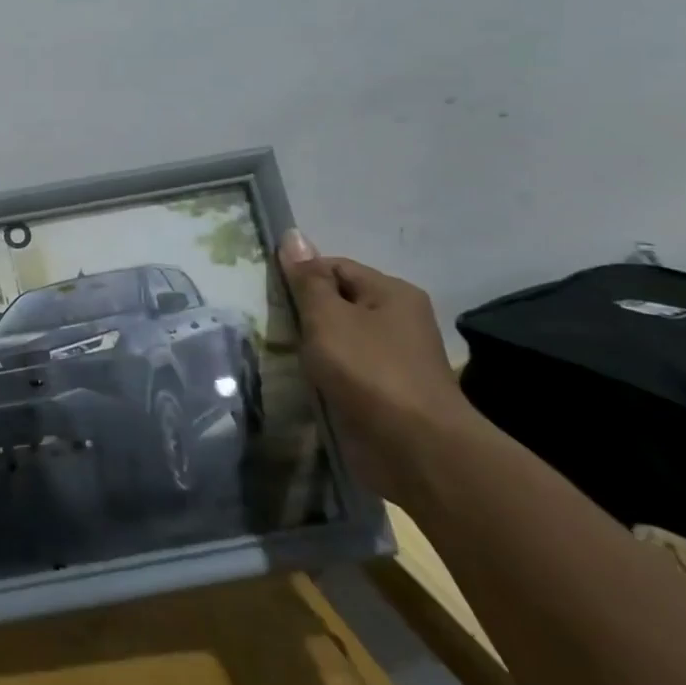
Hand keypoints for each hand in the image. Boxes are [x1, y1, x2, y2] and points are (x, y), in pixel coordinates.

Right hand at [278, 229, 476, 502]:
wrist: (416, 449)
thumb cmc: (370, 370)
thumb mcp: (328, 317)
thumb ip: (307, 279)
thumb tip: (293, 234)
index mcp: (392, 293)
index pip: (335, 267)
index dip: (301, 276)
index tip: (269, 294)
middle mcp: (398, 321)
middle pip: (338, 303)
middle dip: (303, 313)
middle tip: (268, 322)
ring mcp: (393, 360)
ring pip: (339, 340)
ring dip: (311, 347)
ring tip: (277, 351)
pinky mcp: (385, 394)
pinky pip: (346, 372)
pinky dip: (324, 373)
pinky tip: (299, 379)